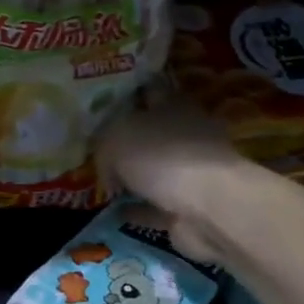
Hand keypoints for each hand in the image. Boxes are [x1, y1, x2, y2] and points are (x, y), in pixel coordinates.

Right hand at [95, 98, 246, 258]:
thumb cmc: (162, 157)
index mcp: (173, 105)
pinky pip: (156, 205)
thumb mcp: (116, 138)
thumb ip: (103, 145)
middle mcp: (185, 134)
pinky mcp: (189, 206)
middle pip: (151, 132)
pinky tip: (115, 212)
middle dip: (127, 139)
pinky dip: (138, 209)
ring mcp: (190, 172)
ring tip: (103, 183)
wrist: (208, 207)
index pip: (149, 90)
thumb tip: (108, 167)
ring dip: (132, 178)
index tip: (104, 101)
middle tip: (95, 147)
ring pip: (154, 170)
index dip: (128, 93)